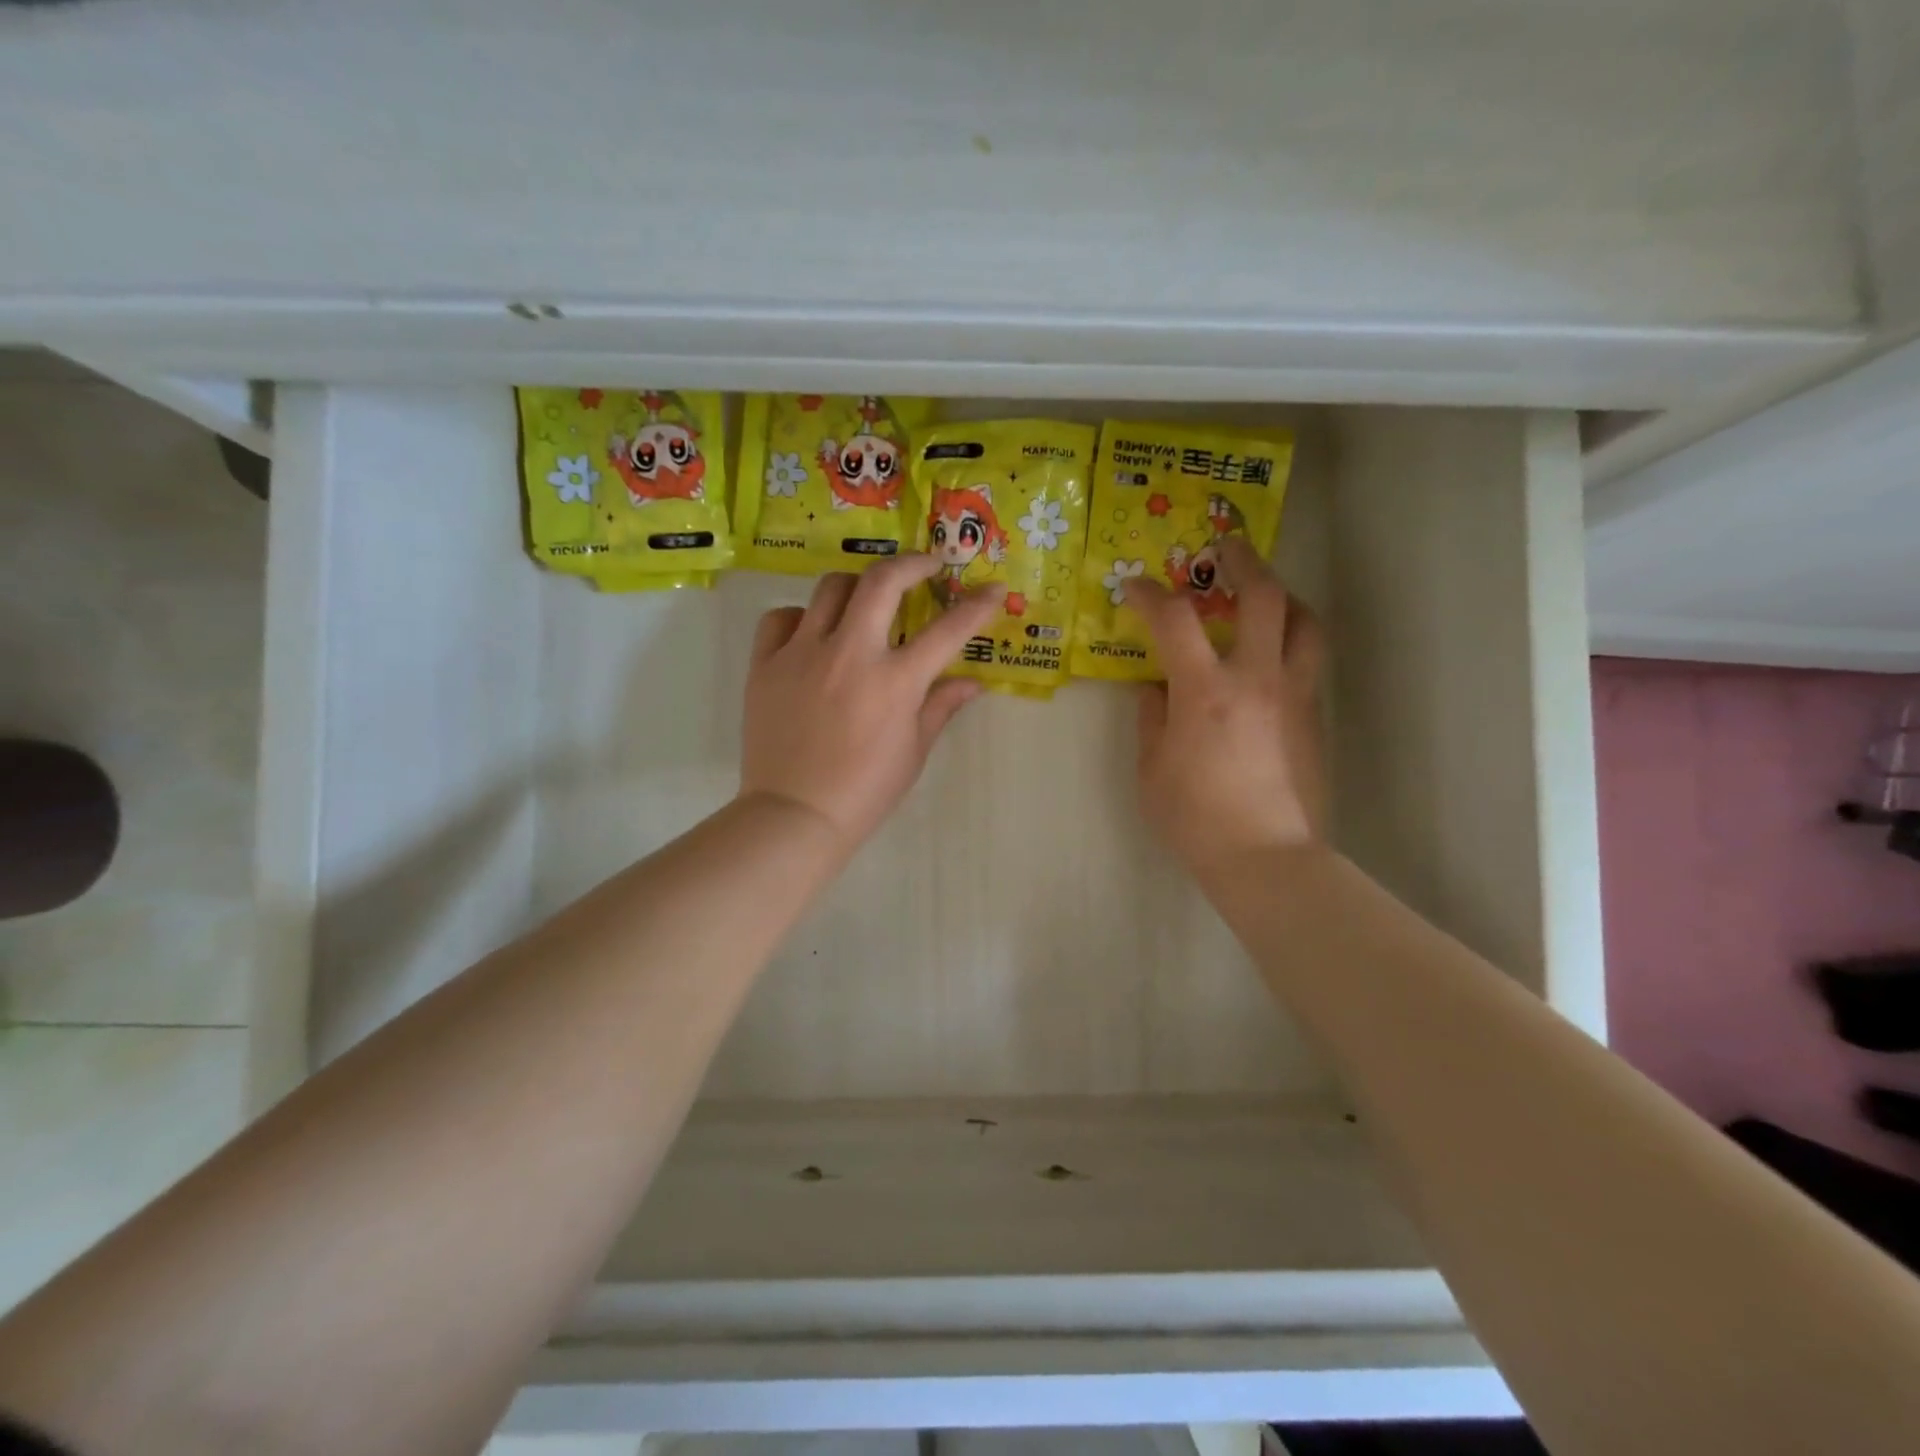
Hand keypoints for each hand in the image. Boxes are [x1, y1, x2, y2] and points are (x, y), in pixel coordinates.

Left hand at [740, 556, 1004, 849]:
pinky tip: (811, 635)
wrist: (795, 815)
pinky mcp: (764, 664)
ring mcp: (801, 654)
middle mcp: (849, 654)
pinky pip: (780, 618)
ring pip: (830, 588)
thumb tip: (973, 683)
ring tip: (866, 600)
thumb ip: (941, 707)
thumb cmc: (864, 791)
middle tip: (926, 566)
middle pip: (881, 582)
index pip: (947, 630)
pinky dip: (800, 617)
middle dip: (912, 563)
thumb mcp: (913, 751)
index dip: (977, 605)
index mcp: (894, 681)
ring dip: (856, 586)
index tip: (993, 589)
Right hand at [1122, 537, 1326, 878]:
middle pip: (1262, 595)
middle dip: (1242, 561)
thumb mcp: (1151, 770)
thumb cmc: (1196, 819)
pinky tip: (1271, 655)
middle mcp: (1257, 678)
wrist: (1267, 859)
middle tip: (1224, 549)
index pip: (1174, 619)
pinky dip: (1290, 638)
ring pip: (1304, 620)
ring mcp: (1294, 694)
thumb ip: (1151, 719)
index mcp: (1206, 691)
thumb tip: (1155, 690)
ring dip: (1281, 594)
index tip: (1135, 589)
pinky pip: (1308, 659)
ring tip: (1262, 594)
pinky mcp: (1314, 716)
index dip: (1150, 594)